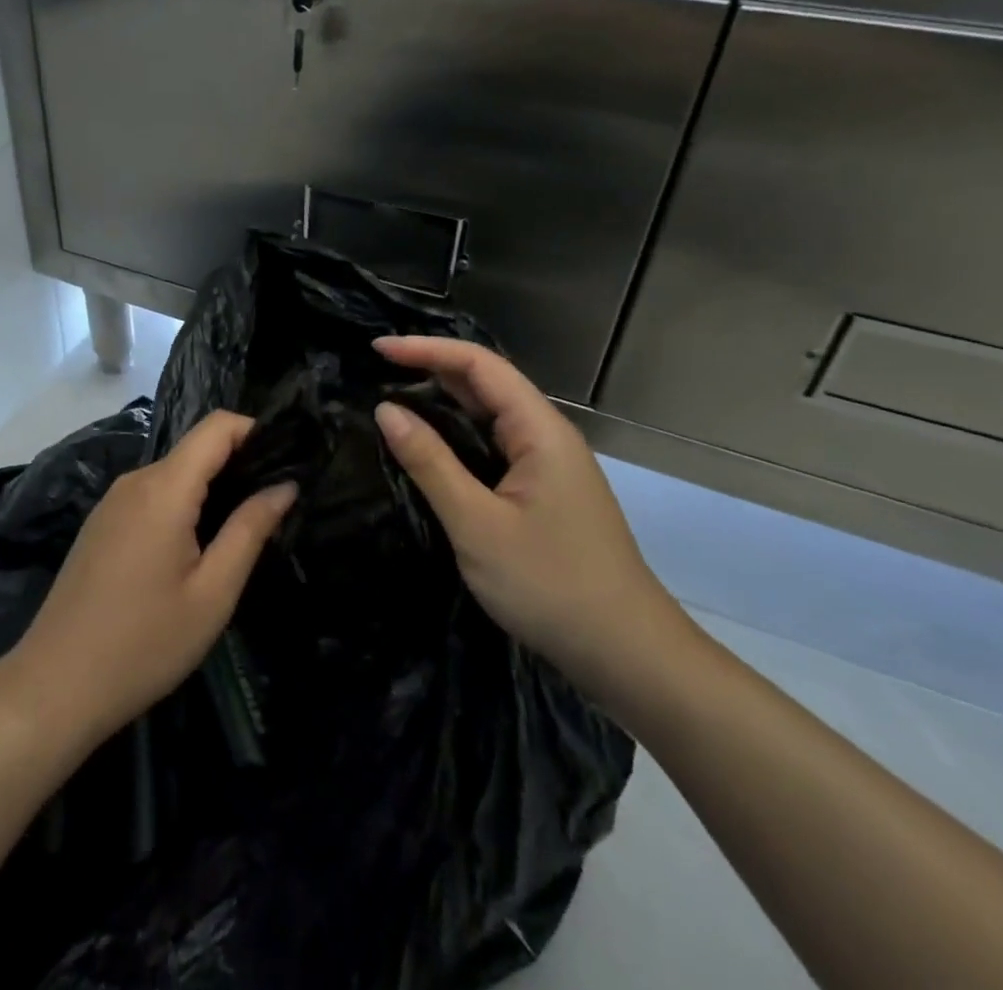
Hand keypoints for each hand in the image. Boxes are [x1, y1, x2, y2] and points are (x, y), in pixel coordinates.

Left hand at [2, 411, 295, 744]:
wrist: (54, 686)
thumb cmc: (144, 643)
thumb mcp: (212, 593)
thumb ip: (250, 530)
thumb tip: (285, 485)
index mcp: (165, 488)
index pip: (217, 425)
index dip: (256, 431)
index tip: (288, 460)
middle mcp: (136, 480)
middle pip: (197, 448)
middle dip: (240, 464)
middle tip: (275, 504)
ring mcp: (113, 501)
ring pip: (175, 473)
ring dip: (212, 488)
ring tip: (242, 529)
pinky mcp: (102, 523)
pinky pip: (153, 494)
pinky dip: (183, 504)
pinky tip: (195, 547)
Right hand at [372, 337, 687, 704]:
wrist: (626, 655)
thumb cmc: (550, 585)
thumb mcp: (477, 524)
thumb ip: (430, 462)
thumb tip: (386, 410)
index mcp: (539, 430)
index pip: (479, 365)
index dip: (426, 349)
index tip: (377, 349)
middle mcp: (547, 436)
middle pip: (486, 383)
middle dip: (431, 368)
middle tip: (376, 371)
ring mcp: (549, 465)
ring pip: (490, 416)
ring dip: (443, 402)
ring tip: (392, 399)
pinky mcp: (544, 492)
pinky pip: (494, 446)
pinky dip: (457, 436)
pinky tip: (430, 448)